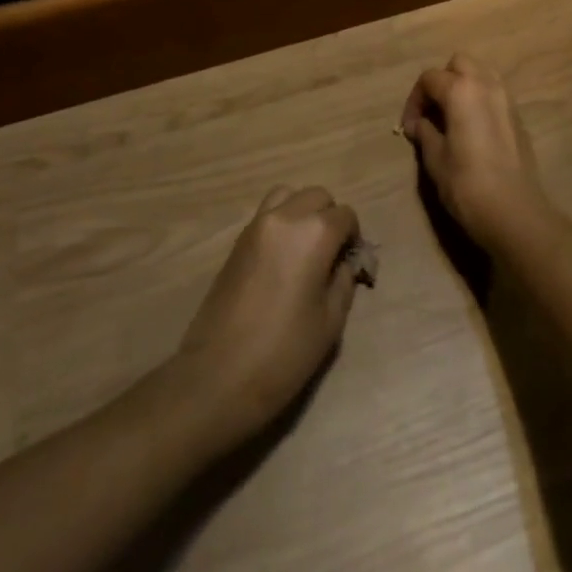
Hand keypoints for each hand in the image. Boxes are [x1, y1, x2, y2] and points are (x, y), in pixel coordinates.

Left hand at [177, 186, 361, 443]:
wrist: (218, 376)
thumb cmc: (284, 353)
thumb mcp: (330, 321)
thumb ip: (343, 281)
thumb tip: (343, 263)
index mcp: (313, 233)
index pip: (345, 215)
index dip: (353, 237)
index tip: (350, 263)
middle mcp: (285, 218)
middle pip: (317, 196)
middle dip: (330, 218)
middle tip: (331, 254)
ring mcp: (256, 226)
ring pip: (288, 196)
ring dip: (303, 212)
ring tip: (305, 248)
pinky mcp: (237, 241)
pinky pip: (267, 214)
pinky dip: (282, 222)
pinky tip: (283, 258)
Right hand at [401, 54, 554, 250]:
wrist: (514, 211)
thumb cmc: (467, 184)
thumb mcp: (435, 159)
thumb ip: (425, 133)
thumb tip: (418, 124)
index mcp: (461, 90)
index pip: (429, 78)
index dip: (414, 100)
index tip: (409, 127)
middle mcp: (487, 85)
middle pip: (459, 63)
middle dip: (442, 81)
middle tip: (432, 111)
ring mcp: (507, 99)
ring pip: (482, 74)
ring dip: (464, 86)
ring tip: (452, 115)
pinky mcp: (518, 117)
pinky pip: (495, 93)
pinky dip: (480, 99)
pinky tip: (472, 128)